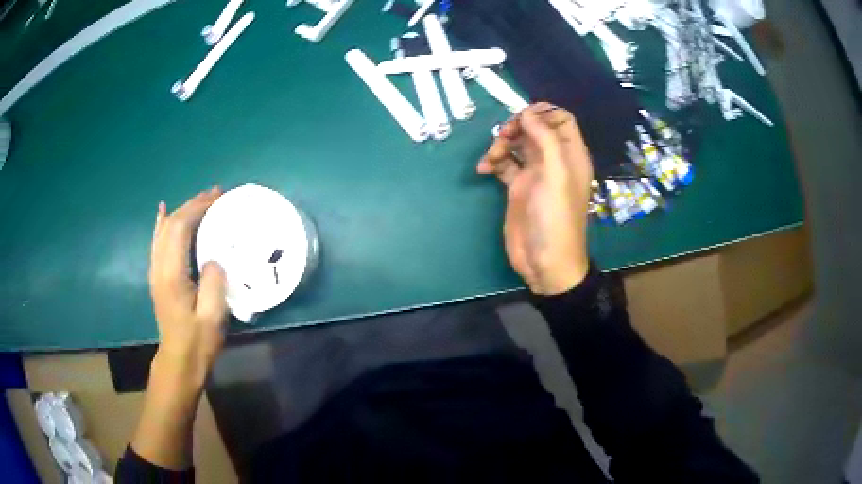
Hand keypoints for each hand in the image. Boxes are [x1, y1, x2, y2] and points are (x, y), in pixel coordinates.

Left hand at [149, 187, 227, 388]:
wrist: (179, 361)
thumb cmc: (198, 341)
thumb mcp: (212, 316)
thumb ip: (213, 282)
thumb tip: (213, 258)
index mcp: (172, 274)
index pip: (180, 228)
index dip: (198, 208)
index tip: (219, 199)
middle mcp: (159, 266)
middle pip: (171, 224)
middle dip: (192, 204)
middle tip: (216, 194)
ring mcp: (156, 271)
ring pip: (164, 230)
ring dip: (182, 210)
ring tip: (201, 200)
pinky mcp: (158, 277)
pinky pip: (158, 242)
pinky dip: (162, 223)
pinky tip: (164, 212)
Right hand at [477, 103, 592, 294]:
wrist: (544, 261)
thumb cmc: (556, 217)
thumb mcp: (555, 174)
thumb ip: (544, 139)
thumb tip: (526, 113)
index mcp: (570, 154)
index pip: (561, 119)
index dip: (542, 113)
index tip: (522, 117)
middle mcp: (553, 159)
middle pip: (535, 128)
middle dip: (517, 126)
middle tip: (503, 136)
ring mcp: (534, 173)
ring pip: (517, 144)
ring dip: (501, 144)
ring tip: (491, 158)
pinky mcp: (518, 187)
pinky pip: (504, 163)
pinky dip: (493, 161)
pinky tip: (483, 169)